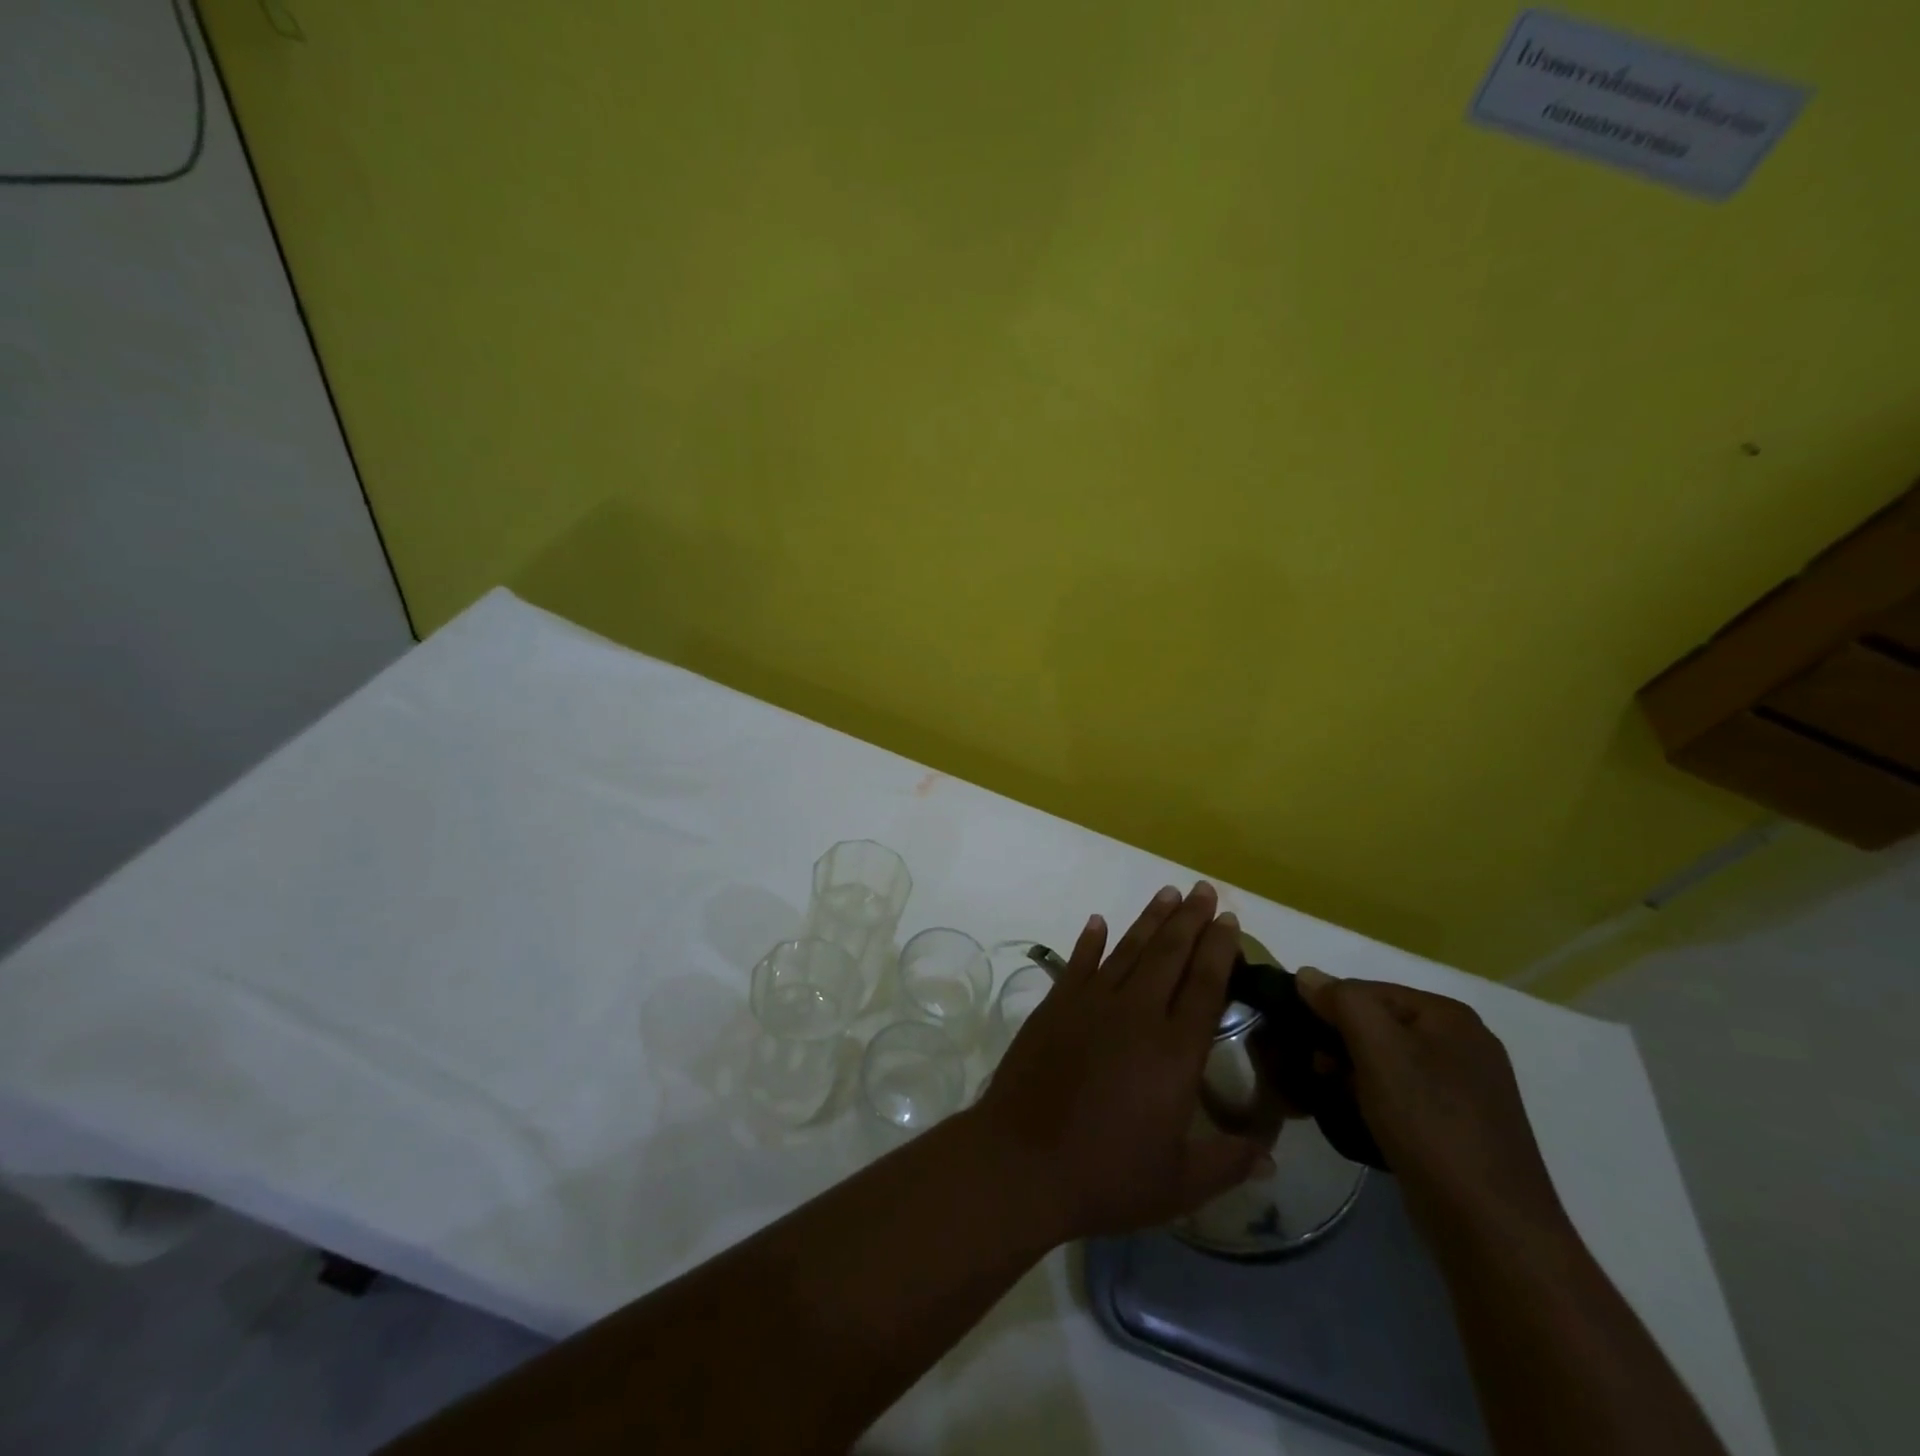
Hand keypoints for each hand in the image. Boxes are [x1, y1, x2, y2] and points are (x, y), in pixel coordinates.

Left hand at [970, 882, 1269, 1241]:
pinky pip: (1079, 963)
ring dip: (1150, 920)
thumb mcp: (1180, 1184)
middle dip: (1190, 919)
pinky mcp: (1055, 1006)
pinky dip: (1090, 941)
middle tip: (1204, 888)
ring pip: (1128, 950)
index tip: (1227, 918)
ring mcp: (1091, 1004)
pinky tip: (1098, 922)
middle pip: (1169, 954)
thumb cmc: (1106, 1176)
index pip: (1205, 985)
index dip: (1219, 948)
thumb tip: (1274, 1156)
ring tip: (1168, 893)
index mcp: (1174, 1051)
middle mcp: (1136, 1014)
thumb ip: (1230, 1162)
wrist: (1022, 1161)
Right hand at [1294, 967, 1567, 1237]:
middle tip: (1319, 1074)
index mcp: (1449, 1015)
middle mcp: (1464, 1042)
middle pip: (1377, 1024)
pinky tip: (1364, 1121)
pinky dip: (1377, 1100)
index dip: (1328, 1010)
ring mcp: (1467, 1087)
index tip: (1305, 1044)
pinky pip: (1404, 1094)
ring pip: (1388, 1061)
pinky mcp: (1462, 1126)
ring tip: (1336, 1100)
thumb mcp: (1378, 1048)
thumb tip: (1308, 976)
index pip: (1366, 990)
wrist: (1490, 1227)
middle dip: (1340, 1044)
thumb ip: (1341, 1001)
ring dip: (1354, 1074)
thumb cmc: (1430, 1124)